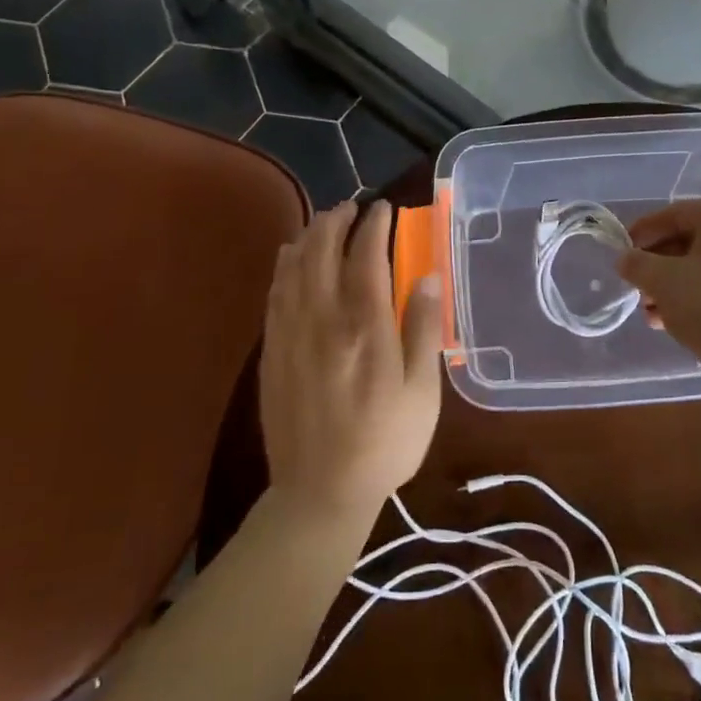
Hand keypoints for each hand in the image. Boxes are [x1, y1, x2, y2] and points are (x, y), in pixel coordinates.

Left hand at [260, 200, 443, 526]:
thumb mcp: (422, 392)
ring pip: (294, 267)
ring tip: (323, 221)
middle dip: (336, 221)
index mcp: (365, 326)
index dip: (374, 225)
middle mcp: (324, 319)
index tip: (383, 208)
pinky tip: (290, 257)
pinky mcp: (272, 350)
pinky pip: (275, 293)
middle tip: (351, 208)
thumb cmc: (384, 442)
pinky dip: (284, 266)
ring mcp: (291, 333)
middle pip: (323, 252)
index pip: (366, 256)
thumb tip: (428, 277)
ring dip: (309, 236)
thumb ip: (422, 329)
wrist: (320, 491)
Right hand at [618, 200, 700, 361]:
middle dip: (658, 264)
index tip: (622, 251)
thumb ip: (636, 264)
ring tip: (650, 312)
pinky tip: (675, 323)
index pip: (676, 213)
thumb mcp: (661, 280)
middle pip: (692, 241)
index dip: (644, 230)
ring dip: (673, 286)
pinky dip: (697, 299)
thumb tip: (625, 259)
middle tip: (636, 284)